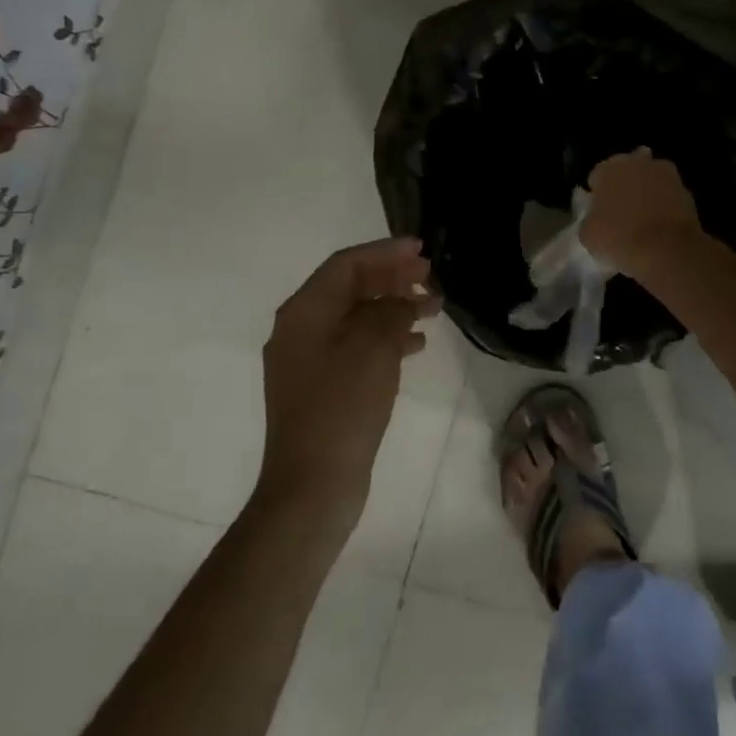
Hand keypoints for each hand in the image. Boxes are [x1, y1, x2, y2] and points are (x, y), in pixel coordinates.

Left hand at [259, 237, 440, 531]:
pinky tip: (417, 344)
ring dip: (394, 308)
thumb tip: (402, 302)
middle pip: (350, 288)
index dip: (385, 252)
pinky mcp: (324, 386)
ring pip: (357, 317)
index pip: (346, 265)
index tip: (421, 250)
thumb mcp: (373, 349)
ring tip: (434, 308)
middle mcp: (301, 329)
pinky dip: (386, 338)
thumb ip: (391, 312)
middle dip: (392, 278)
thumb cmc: (342, 407)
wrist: (313, 485)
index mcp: (304, 312)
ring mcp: (310, 360)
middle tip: (431, 277)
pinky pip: (357, 346)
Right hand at [582, 149, 703, 279]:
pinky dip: (664, 204)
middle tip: (621, 213)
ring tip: (643, 219)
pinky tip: (660, 225)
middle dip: (624, 186)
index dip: (597, 194)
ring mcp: (665, 174)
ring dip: (646, 192)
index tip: (598, 212)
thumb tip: (596, 217)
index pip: (597, 176)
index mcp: (609, 168)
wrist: (667, 250)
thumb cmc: (619, 239)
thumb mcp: (588, 235)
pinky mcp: (686, 190)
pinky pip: (668, 195)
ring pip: (650, 180)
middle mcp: (637, 162)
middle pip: (626, 172)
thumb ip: (589, 218)